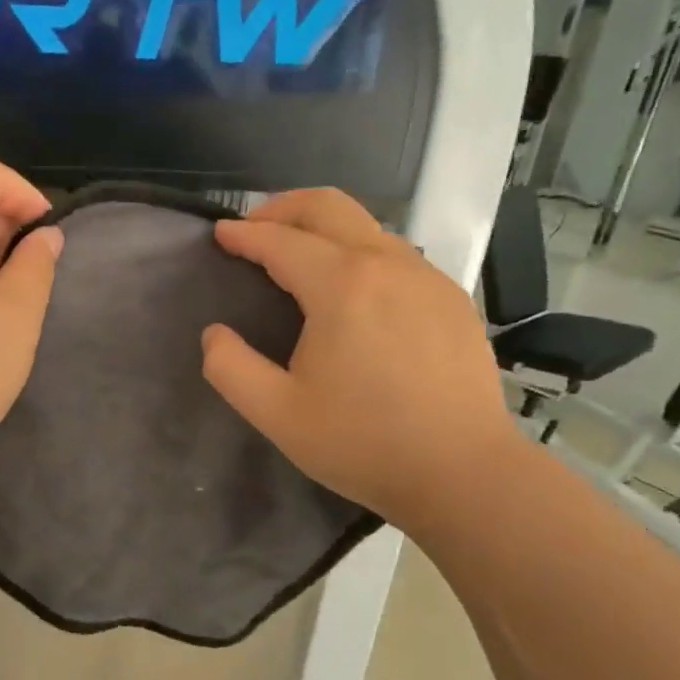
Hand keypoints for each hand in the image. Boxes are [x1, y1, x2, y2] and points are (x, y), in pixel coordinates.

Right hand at [200, 189, 520, 531]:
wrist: (463, 473)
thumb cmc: (363, 443)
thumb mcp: (277, 414)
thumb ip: (231, 368)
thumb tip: (215, 334)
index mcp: (341, 286)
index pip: (280, 241)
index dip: (243, 234)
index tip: (219, 234)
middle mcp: (387, 264)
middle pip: (328, 207)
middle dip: (282, 208)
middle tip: (254, 228)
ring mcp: (426, 277)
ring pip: (367, 226)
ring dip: (323, 228)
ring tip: (298, 257)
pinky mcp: (452, 298)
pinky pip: (396, 254)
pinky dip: (360, 252)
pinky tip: (353, 290)